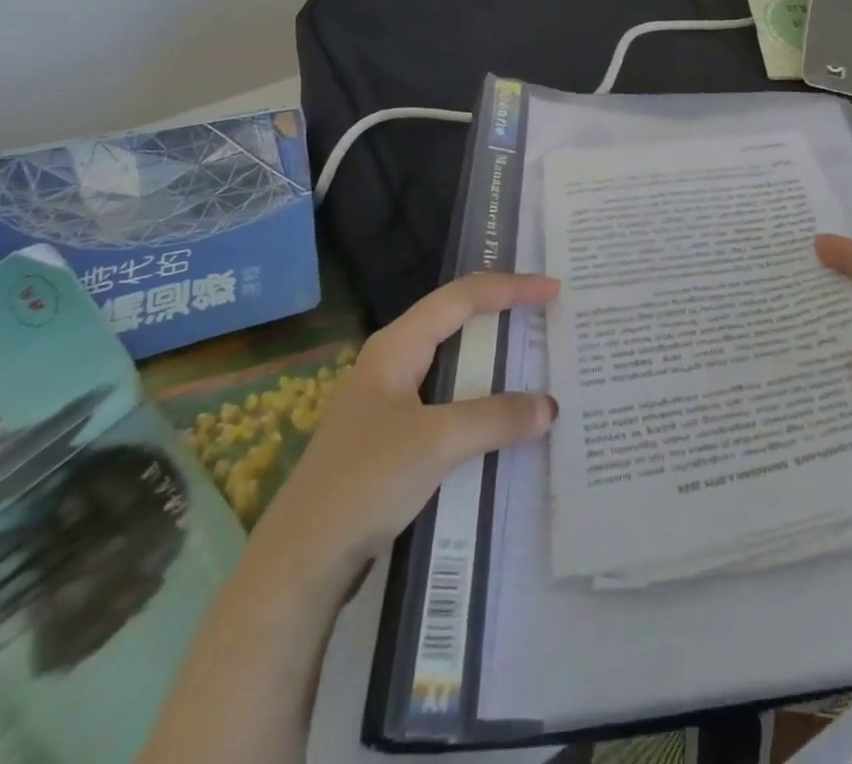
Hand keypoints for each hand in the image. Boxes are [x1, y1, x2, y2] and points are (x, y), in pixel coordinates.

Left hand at [250, 272, 559, 591]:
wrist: (298, 563)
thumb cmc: (363, 483)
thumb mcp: (436, 442)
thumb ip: (495, 418)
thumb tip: (550, 406)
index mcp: (396, 346)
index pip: (462, 297)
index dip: (510, 288)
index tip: (553, 291)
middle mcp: (393, 362)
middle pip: (456, 320)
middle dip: (502, 311)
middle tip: (547, 313)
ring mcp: (390, 400)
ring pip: (452, 362)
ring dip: (493, 358)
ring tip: (534, 356)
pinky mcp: (393, 436)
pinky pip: (448, 399)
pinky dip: (480, 397)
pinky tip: (502, 415)